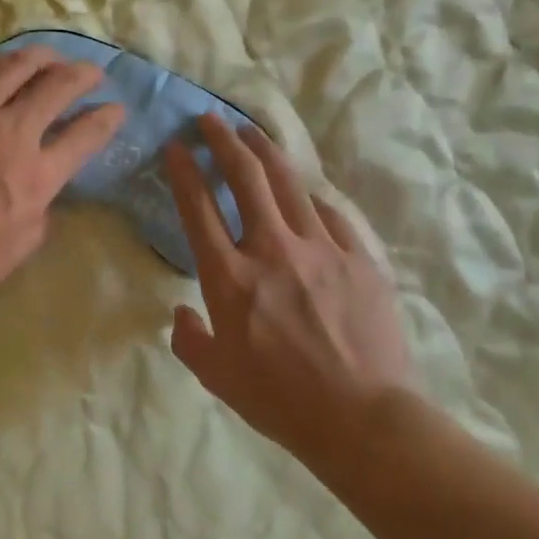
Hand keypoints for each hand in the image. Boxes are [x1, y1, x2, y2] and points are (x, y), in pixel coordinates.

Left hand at [0, 46, 124, 318]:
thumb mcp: (13, 252)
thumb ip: (37, 218)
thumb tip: (40, 196)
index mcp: (34, 174)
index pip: (84, 136)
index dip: (106, 119)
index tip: (116, 109)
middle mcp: (8, 132)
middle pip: (55, 87)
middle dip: (82, 74)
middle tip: (91, 72)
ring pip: (12, 67)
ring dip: (40, 57)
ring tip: (49, 56)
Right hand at [164, 115, 417, 472]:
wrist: (363, 419)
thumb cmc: (280, 401)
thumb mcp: (217, 377)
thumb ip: (190, 339)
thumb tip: (182, 313)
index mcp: (230, 278)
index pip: (199, 207)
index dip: (183, 170)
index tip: (176, 145)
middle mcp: (272, 250)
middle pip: (245, 176)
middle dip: (222, 140)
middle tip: (210, 119)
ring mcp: (320, 248)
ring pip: (288, 182)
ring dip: (265, 150)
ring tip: (251, 131)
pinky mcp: (358, 257)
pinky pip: (330, 215)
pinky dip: (310, 198)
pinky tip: (304, 193)